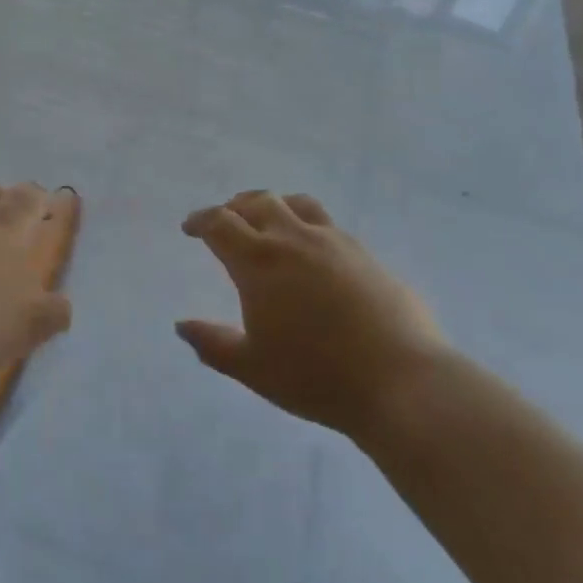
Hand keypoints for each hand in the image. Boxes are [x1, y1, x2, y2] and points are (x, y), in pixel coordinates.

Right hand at [177, 191, 447, 436]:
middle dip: (234, 207)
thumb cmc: (315, 376)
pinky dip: (306, 224)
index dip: (201, 221)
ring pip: (297, 204)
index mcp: (259, 262)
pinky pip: (327, 223)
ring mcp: (335, 242)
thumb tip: (182, 325)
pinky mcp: (366, 254)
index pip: (220, 224)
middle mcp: (294, 239)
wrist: (400, 380)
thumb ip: (212, 344)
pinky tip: (312, 250)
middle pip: (258, 203)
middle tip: (225, 221)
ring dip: (273, 206)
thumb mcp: (252, 368)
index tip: (190, 228)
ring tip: (268, 221)